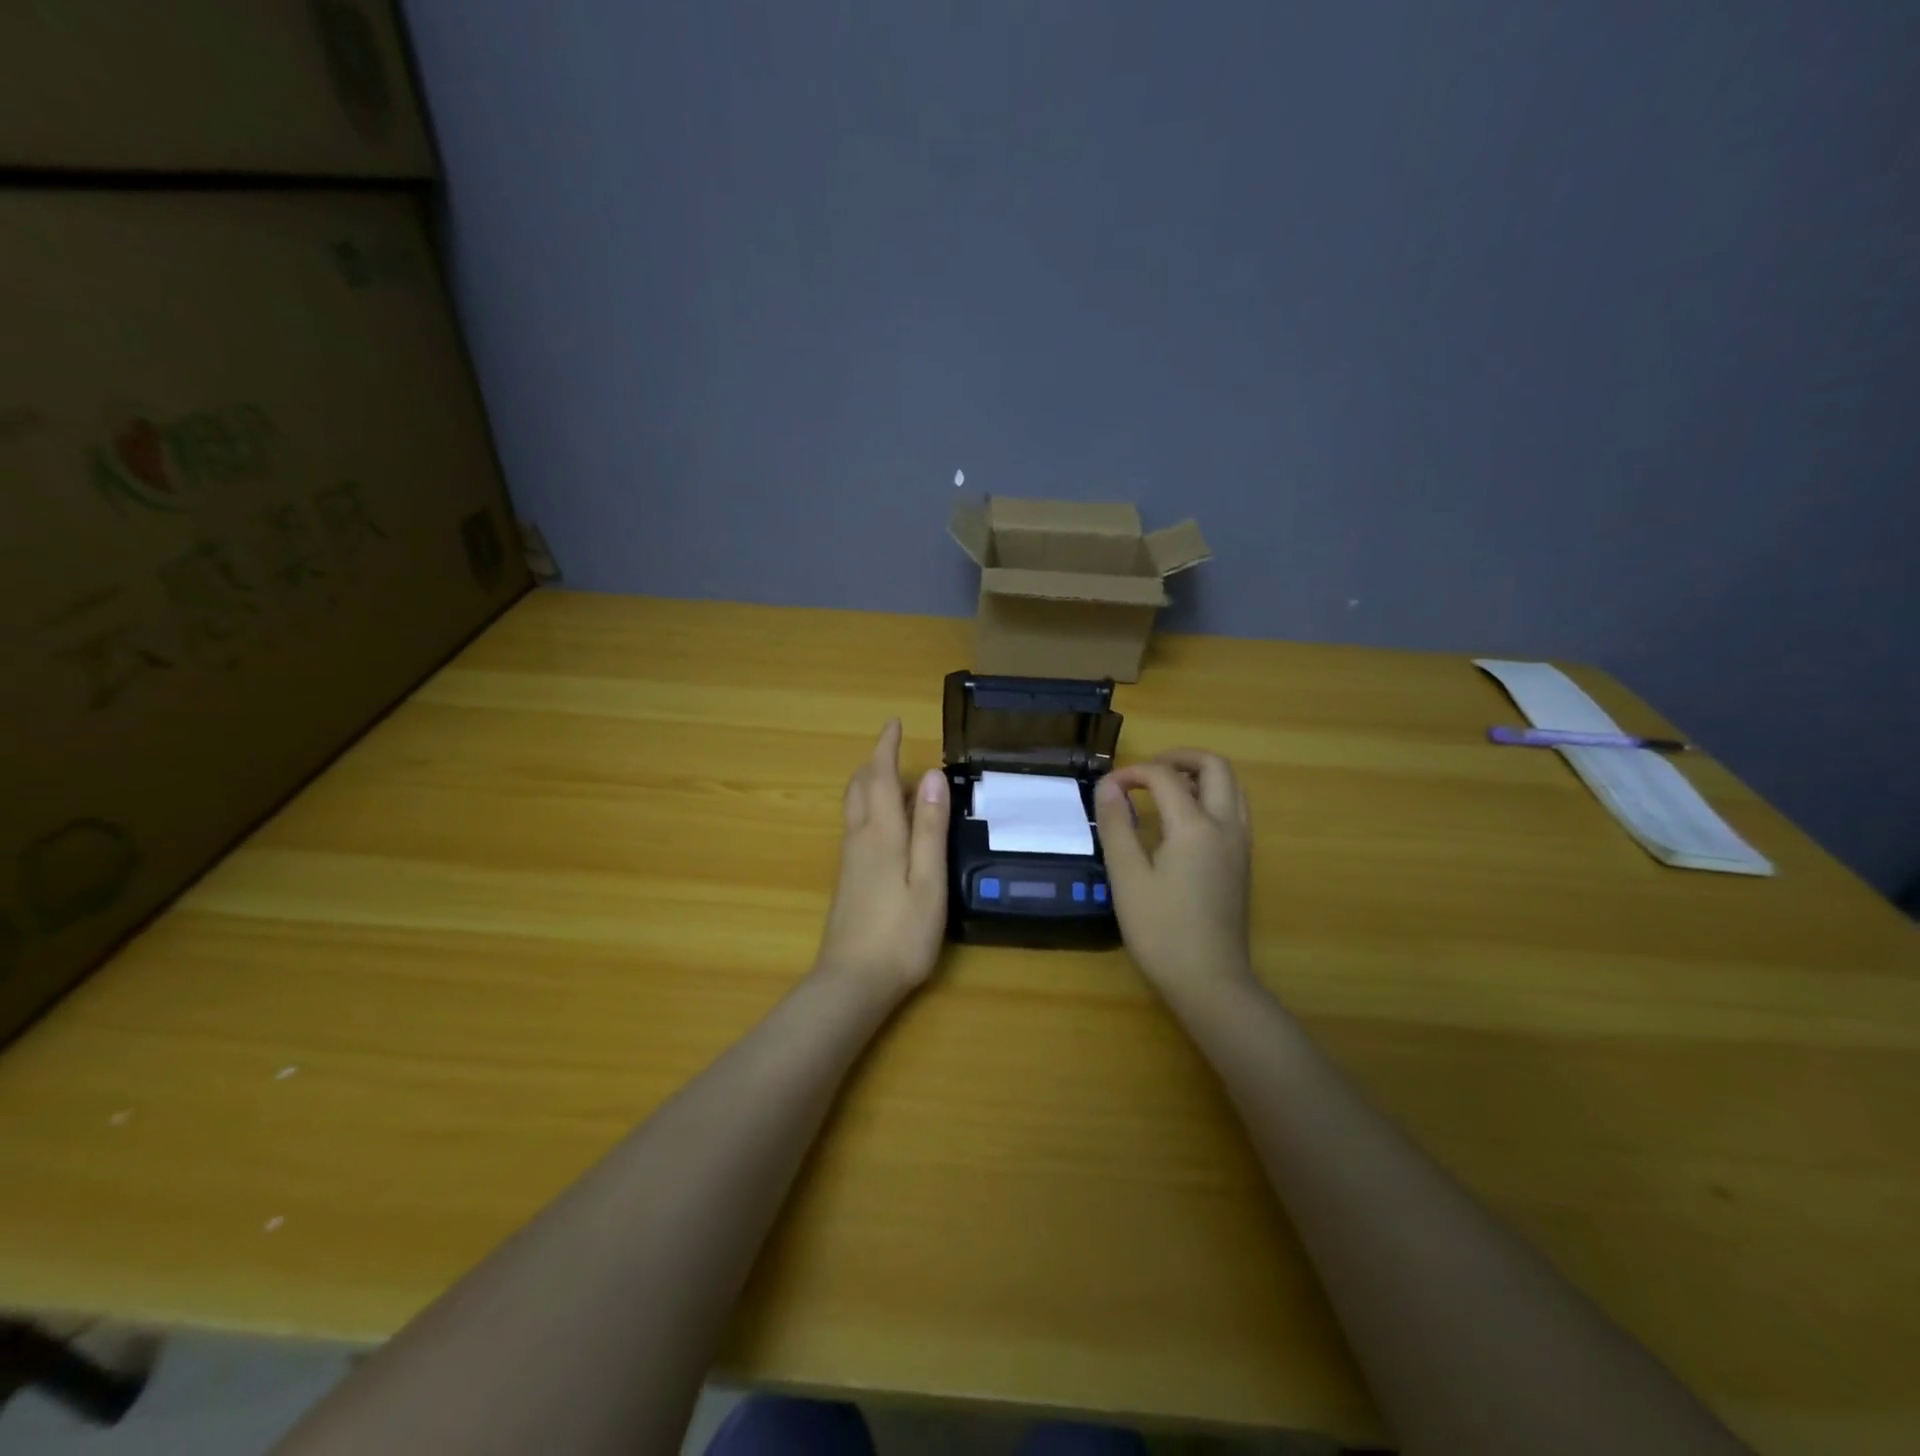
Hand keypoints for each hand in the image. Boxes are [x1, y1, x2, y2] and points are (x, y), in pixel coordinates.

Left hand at [814, 720, 949, 994]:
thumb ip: (930, 828)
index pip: (879, 777)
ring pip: (854, 807)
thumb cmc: (901, 933)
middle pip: (860, 788)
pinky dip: (870, 807)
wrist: (852, 982)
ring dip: (870, 784)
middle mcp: (859, 839)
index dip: (885, 748)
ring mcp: (849, 860)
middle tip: (894, 749)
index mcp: (881, 834)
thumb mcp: (928, 880)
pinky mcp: (848, 879)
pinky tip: (887, 824)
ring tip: (895, 780)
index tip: (893, 723)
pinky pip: (857, 826)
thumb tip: (931, 776)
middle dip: (874, 763)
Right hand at [1094, 748, 1253, 1001]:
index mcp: (1195, 826)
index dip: (1132, 773)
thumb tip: (1108, 786)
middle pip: (1214, 767)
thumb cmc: (1161, 931)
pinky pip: (1234, 809)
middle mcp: (1226, 826)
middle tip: (1146, 771)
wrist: (1210, 981)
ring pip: (1231, 787)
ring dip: (1199, 775)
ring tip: (1164, 789)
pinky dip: (1211, 797)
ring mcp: (1240, 844)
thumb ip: (1117, 826)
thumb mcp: (1128, 877)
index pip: (1165, 777)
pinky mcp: (1243, 862)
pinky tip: (1183, 821)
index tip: (1107, 789)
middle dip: (1179, 758)